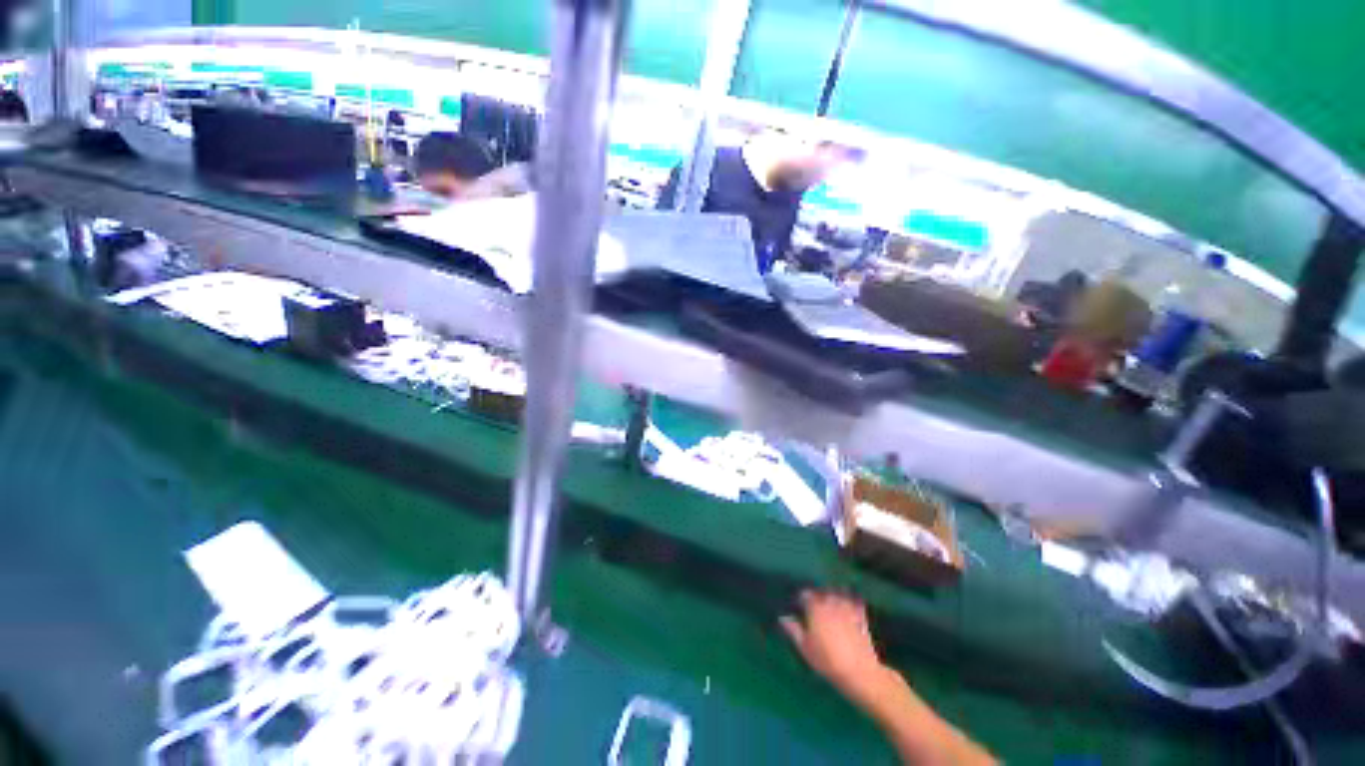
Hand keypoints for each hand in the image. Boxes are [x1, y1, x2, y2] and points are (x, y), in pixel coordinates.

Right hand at [780, 591, 887, 701]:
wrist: (858, 671)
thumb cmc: (827, 660)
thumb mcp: (805, 648)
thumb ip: (793, 630)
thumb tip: (782, 617)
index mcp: (815, 608)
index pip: (805, 594)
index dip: (802, 599)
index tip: (800, 606)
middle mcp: (830, 602)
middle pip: (822, 591)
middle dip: (818, 595)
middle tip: (815, 605)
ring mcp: (847, 607)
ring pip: (838, 592)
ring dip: (833, 594)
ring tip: (831, 602)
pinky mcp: (861, 615)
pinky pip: (856, 600)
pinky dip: (852, 599)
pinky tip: (851, 603)